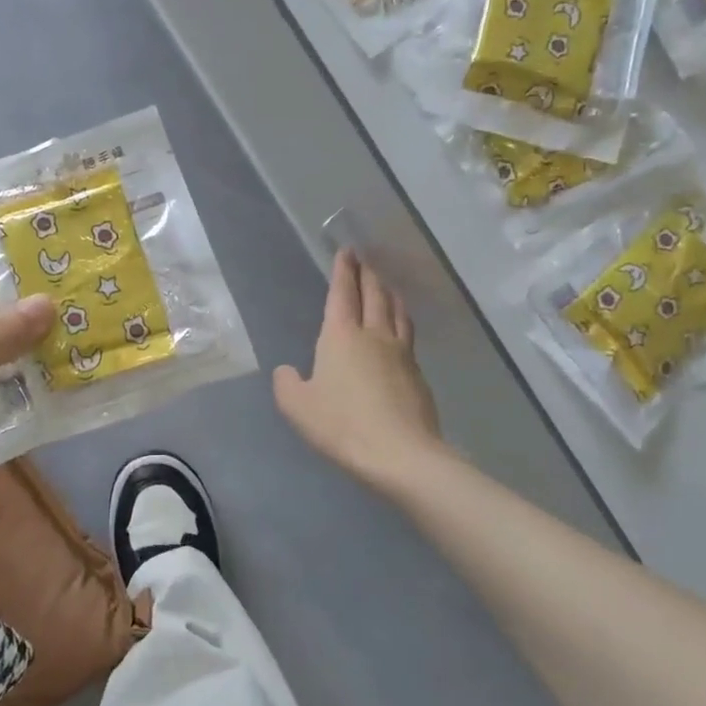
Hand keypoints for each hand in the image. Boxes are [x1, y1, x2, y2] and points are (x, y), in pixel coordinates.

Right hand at [273, 249, 446, 496]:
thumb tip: (287, 371)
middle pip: (374, 295)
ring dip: (390, 295)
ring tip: (387, 288)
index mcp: (341, 336)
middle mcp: (374, 335)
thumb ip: (287, 384)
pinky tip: (401, 332)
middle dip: (368, 275)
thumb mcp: (297, 407)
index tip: (347, 252)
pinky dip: (402, 323)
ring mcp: (401, 353)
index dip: (343, 271)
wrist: (400, 454)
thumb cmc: (341, 424)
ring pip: (397, 312)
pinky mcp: (418, 375)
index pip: (342, 293)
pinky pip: (408, 337)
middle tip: (366, 261)